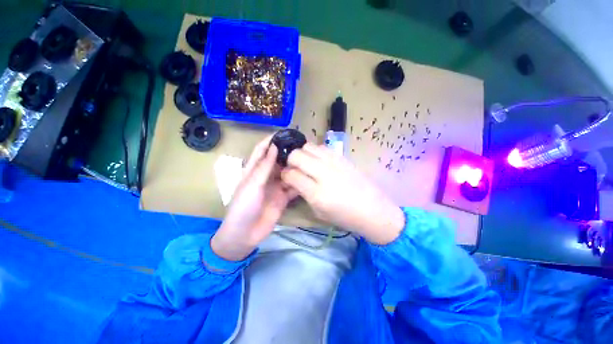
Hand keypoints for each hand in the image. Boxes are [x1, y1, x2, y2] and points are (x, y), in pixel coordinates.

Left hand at [211, 137, 297, 260]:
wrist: (245, 235)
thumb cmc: (243, 207)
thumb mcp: (252, 184)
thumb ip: (264, 166)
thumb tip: (274, 146)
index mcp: (253, 170)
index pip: (261, 151)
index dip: (270, 141)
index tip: (284, 133)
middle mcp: (266, 176)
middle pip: (277, 161)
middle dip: (287, 153)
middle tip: (302, 146)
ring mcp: (275, 187)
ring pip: (287, 173)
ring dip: (295, 167)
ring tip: (308, 159)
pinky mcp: (283, 197)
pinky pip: (293, 187)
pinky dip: (299, 182)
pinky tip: (309, 177)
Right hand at [281, 143, 404, 244]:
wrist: (373, 209)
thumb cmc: (344, 216)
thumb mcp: (318, 211)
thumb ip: (303, 193)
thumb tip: (293, 179)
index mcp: (317, 193)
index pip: (291, 174)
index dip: (285, 175)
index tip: (286, 178)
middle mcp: (324, 173)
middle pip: (297, 155)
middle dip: (290, 161)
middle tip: (294, 169)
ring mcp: (334, 162)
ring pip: (308, 146)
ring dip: (302, 154)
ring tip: (306, 163)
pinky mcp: (342, 157)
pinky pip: (322, 147)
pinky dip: (315, 152)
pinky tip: (319, 161)